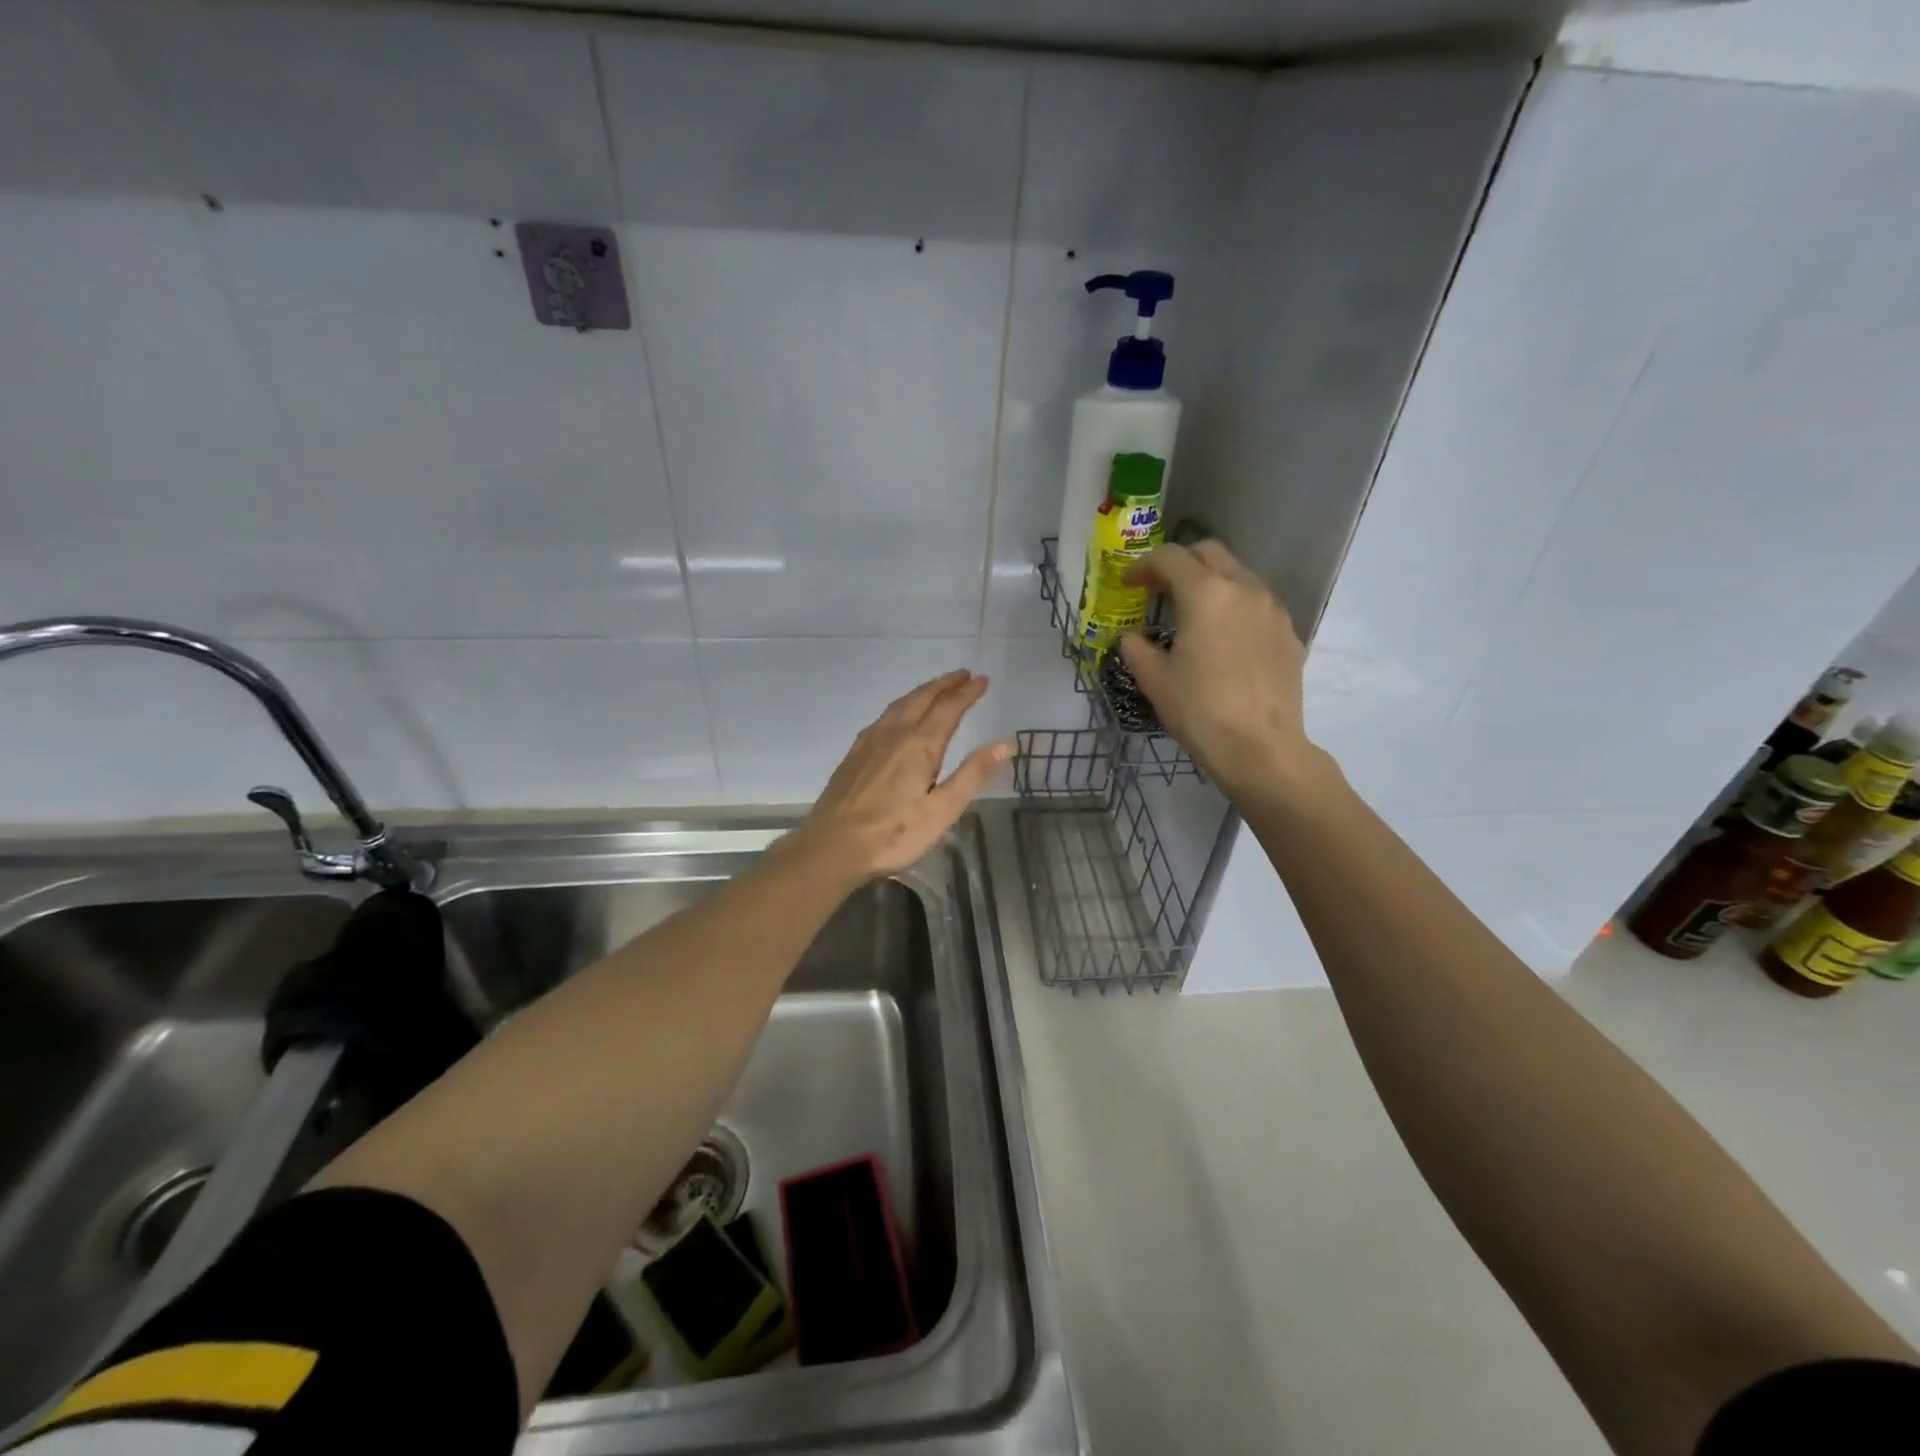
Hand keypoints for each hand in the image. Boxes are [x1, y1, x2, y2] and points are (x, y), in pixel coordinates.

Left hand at [792, 669, 1008, 882]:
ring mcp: (870, 741)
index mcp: (920, 745)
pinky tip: (898, 715)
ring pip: (900, 704)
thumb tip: (1003, 744)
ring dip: (922, 691)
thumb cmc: (894, 833)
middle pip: (923, 698)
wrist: (832, 846)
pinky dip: (901, 705)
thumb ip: (972, 775)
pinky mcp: (854, 754)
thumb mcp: (942, 810)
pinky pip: (883, 716)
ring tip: (936, 687)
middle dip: (945, 684)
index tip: (983, 680)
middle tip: (963, 674)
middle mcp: (895, 734)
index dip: (968, 693)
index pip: (949, 708)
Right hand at [1119, 541, 1321, 801]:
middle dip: (1181, 563)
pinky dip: (1235, 608)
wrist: (1260, 747)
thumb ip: (1137, 649)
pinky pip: (1258, 605)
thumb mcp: (1154, 680)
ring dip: (1212, 583)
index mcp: (1205, 593)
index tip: (1129, 584)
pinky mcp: (1289, 634)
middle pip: (1210, 553)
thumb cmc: (1199, 710)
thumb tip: (1133, 638)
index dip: (1143, 566)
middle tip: (1160, 589)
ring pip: (1239, 575)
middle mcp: (1243, 589)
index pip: (1170, 557)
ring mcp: (1272, 609)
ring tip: (1193, 613)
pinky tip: (1224, 640)